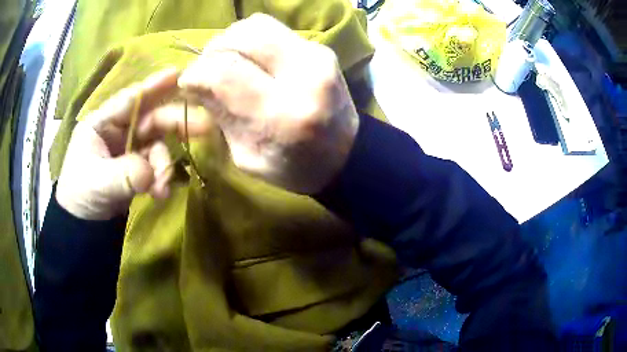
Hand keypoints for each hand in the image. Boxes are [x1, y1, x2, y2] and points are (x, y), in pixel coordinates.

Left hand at [56, 69, 208, 219]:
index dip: (152, 87)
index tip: (176, 75)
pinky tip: (160, 193)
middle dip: (175, 122)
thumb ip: (122, 176)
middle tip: (203, 127)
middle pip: (151, 118)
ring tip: (162, 186)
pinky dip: (161, 178)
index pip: (128, 100)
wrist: (86, 224)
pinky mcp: (138, 165)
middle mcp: (119, 129)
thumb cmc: (80, 194)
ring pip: (158, 144)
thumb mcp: (97, 184)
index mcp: (102, 122)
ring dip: (164, 164)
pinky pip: (156, 165)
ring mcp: (130, 147)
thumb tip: (150, 174)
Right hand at [178, 14, 359, 193]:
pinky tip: (250, 59)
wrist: (346, 154)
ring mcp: (317, 55)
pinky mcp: (321, 48)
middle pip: (242, 36)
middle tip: (207, 70)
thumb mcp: (247, 156)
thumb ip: (220, 116)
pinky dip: (252, 41)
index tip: (188, 83)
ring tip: (227, 62)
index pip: (224, 72)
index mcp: (283, 114)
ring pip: (257, 25)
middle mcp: (303, 75)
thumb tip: (195, 82)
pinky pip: (274, 30)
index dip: (196, 73)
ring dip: (231, 41)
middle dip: (213, 50)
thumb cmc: (293, 166)